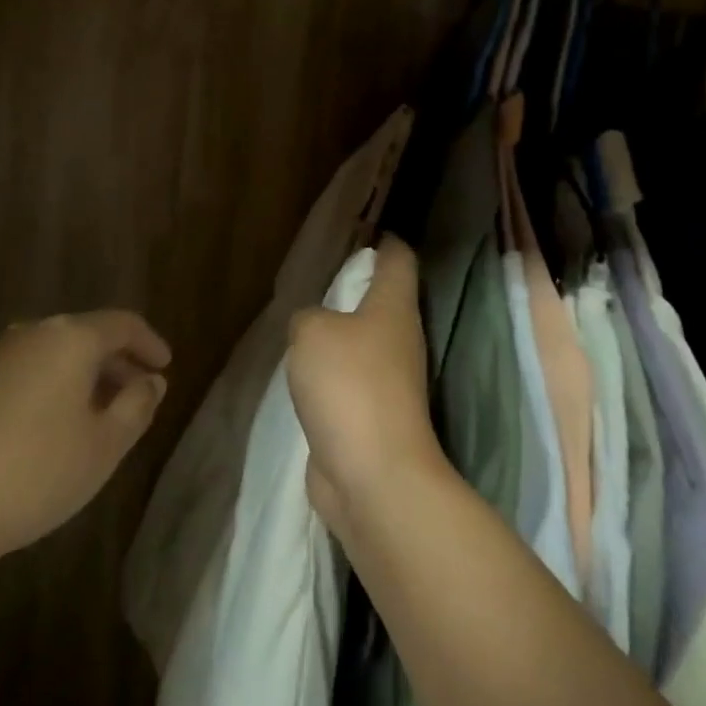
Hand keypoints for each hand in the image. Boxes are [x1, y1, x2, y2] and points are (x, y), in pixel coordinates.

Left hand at [0, 310, 170, 561]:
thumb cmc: (36, 470)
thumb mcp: (104, 444)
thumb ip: (137, 406)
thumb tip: (151, 381)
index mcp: (72, 337)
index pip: (123, 324)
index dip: (150, 343)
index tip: (166, 366)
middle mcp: (35, 332)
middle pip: (88, 335)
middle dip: (118, 363)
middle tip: (140, 395)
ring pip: (58, 353)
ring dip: (86, 376)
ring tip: (103, 414)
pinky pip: (31, 369)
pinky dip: (56, 385)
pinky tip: (58, 425)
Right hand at [286, 238, 442, 537]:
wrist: (373, 477)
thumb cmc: (349, 385)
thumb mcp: (312, 332)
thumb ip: (307, 317)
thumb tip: (313, 328)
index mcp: (394, 308)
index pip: (399, 259)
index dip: (385, 240)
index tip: (364, 228)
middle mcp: (399, 339)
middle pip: (383, 300)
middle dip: (355, 285)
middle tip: (318, 274)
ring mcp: (390, 382)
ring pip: (363, 342)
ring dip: (339, 332)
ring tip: (305, 320)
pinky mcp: (372, 417)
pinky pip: (349, 379)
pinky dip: (331, 371)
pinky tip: (306, 370)